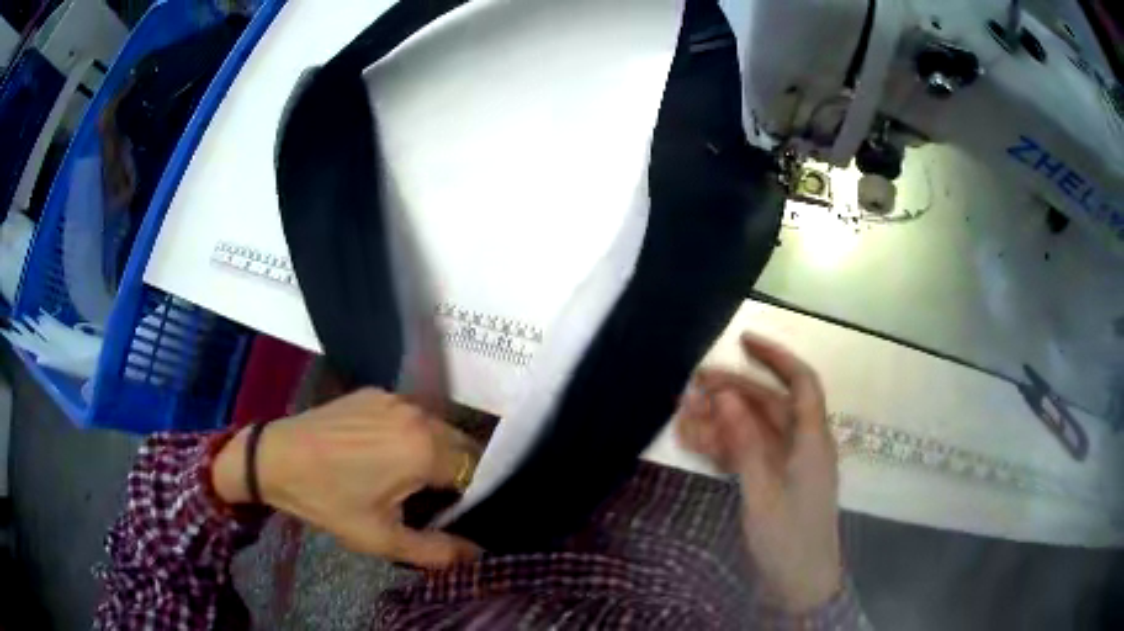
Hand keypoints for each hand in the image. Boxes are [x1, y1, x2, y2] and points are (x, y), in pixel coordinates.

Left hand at [212, 388, 480, 568]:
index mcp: (424, 449)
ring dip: (435, 452)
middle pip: (461, 444)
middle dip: (456, 473)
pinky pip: (410, 416)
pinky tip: (383, 453)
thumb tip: (477, 553)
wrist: (276, 458)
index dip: (471, 494)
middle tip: (433, 500)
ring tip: (407, 478)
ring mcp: (396, 398)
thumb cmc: (328, 500)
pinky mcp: (376, 392)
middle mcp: (418, 414)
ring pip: (436, 428)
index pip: (476, 469)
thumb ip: (437, 551)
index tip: (453, 512)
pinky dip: (410, 435)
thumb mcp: (381, 539)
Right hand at [677, 333, 841, 611]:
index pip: (800, 382)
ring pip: (753, 429)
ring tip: (682, 413)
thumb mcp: (763, 491)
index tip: (742, 340)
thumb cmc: (788, 539)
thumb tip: (724, 395)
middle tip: (692, 384)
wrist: (798, 586)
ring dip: (720, 419)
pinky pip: (746, 454)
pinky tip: (695, 441)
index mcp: (811, 440)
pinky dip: (723, 446)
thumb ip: (745, 442)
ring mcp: (785, 465)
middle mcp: (801, 445)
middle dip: (733, 390)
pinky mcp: (772, 483)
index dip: (775, 357)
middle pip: (768, 404)